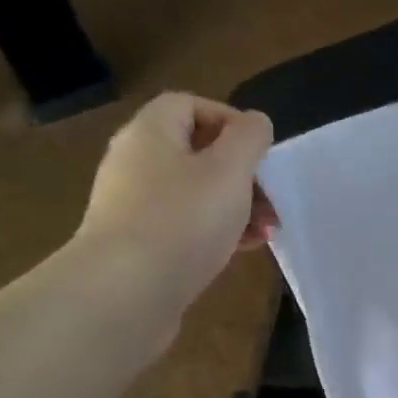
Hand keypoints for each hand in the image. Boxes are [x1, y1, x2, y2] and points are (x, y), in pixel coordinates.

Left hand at [73, 93, 277, 317]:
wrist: (125, 292)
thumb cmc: (182, 220)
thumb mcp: (229, 170)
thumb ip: (249, 139)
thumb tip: (255, 122)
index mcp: (151, 133)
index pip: (189, 105)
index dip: (230, 120)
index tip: (261, 152)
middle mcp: (135, 163)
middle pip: (196, 152)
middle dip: (241, 173)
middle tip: (272, 199)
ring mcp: (133, 206)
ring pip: (195, 193)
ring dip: (236, 206)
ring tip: (266, 230)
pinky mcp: (139, 245)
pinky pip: (185, 226)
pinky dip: (216, 231)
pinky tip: (243, 249)